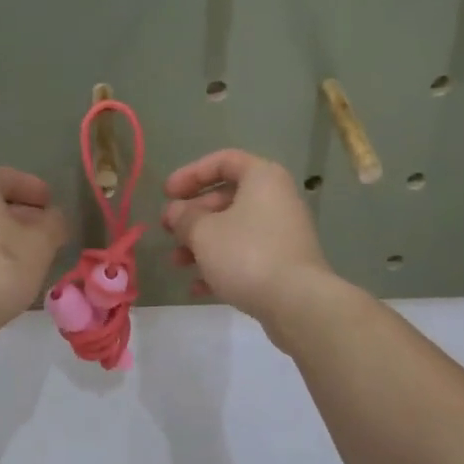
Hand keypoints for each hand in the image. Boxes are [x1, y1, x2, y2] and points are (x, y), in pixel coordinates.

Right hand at [163, 150, 335, 334]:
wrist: (296, 302)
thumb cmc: (246, 254)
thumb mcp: (203, 232)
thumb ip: (184, 217)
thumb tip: (176, 212)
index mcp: (262, 178)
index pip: (224, 161)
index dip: (190, 174)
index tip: (166, 194)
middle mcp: (276, 200)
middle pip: (227, 198)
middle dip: (192, 215)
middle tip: (167, 230)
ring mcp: (282, 234)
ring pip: (233, 230)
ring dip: (201, 244)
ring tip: (177, 262)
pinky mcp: (283, 264)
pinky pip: (245, 256)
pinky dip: (220, 266)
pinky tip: (198, 288)